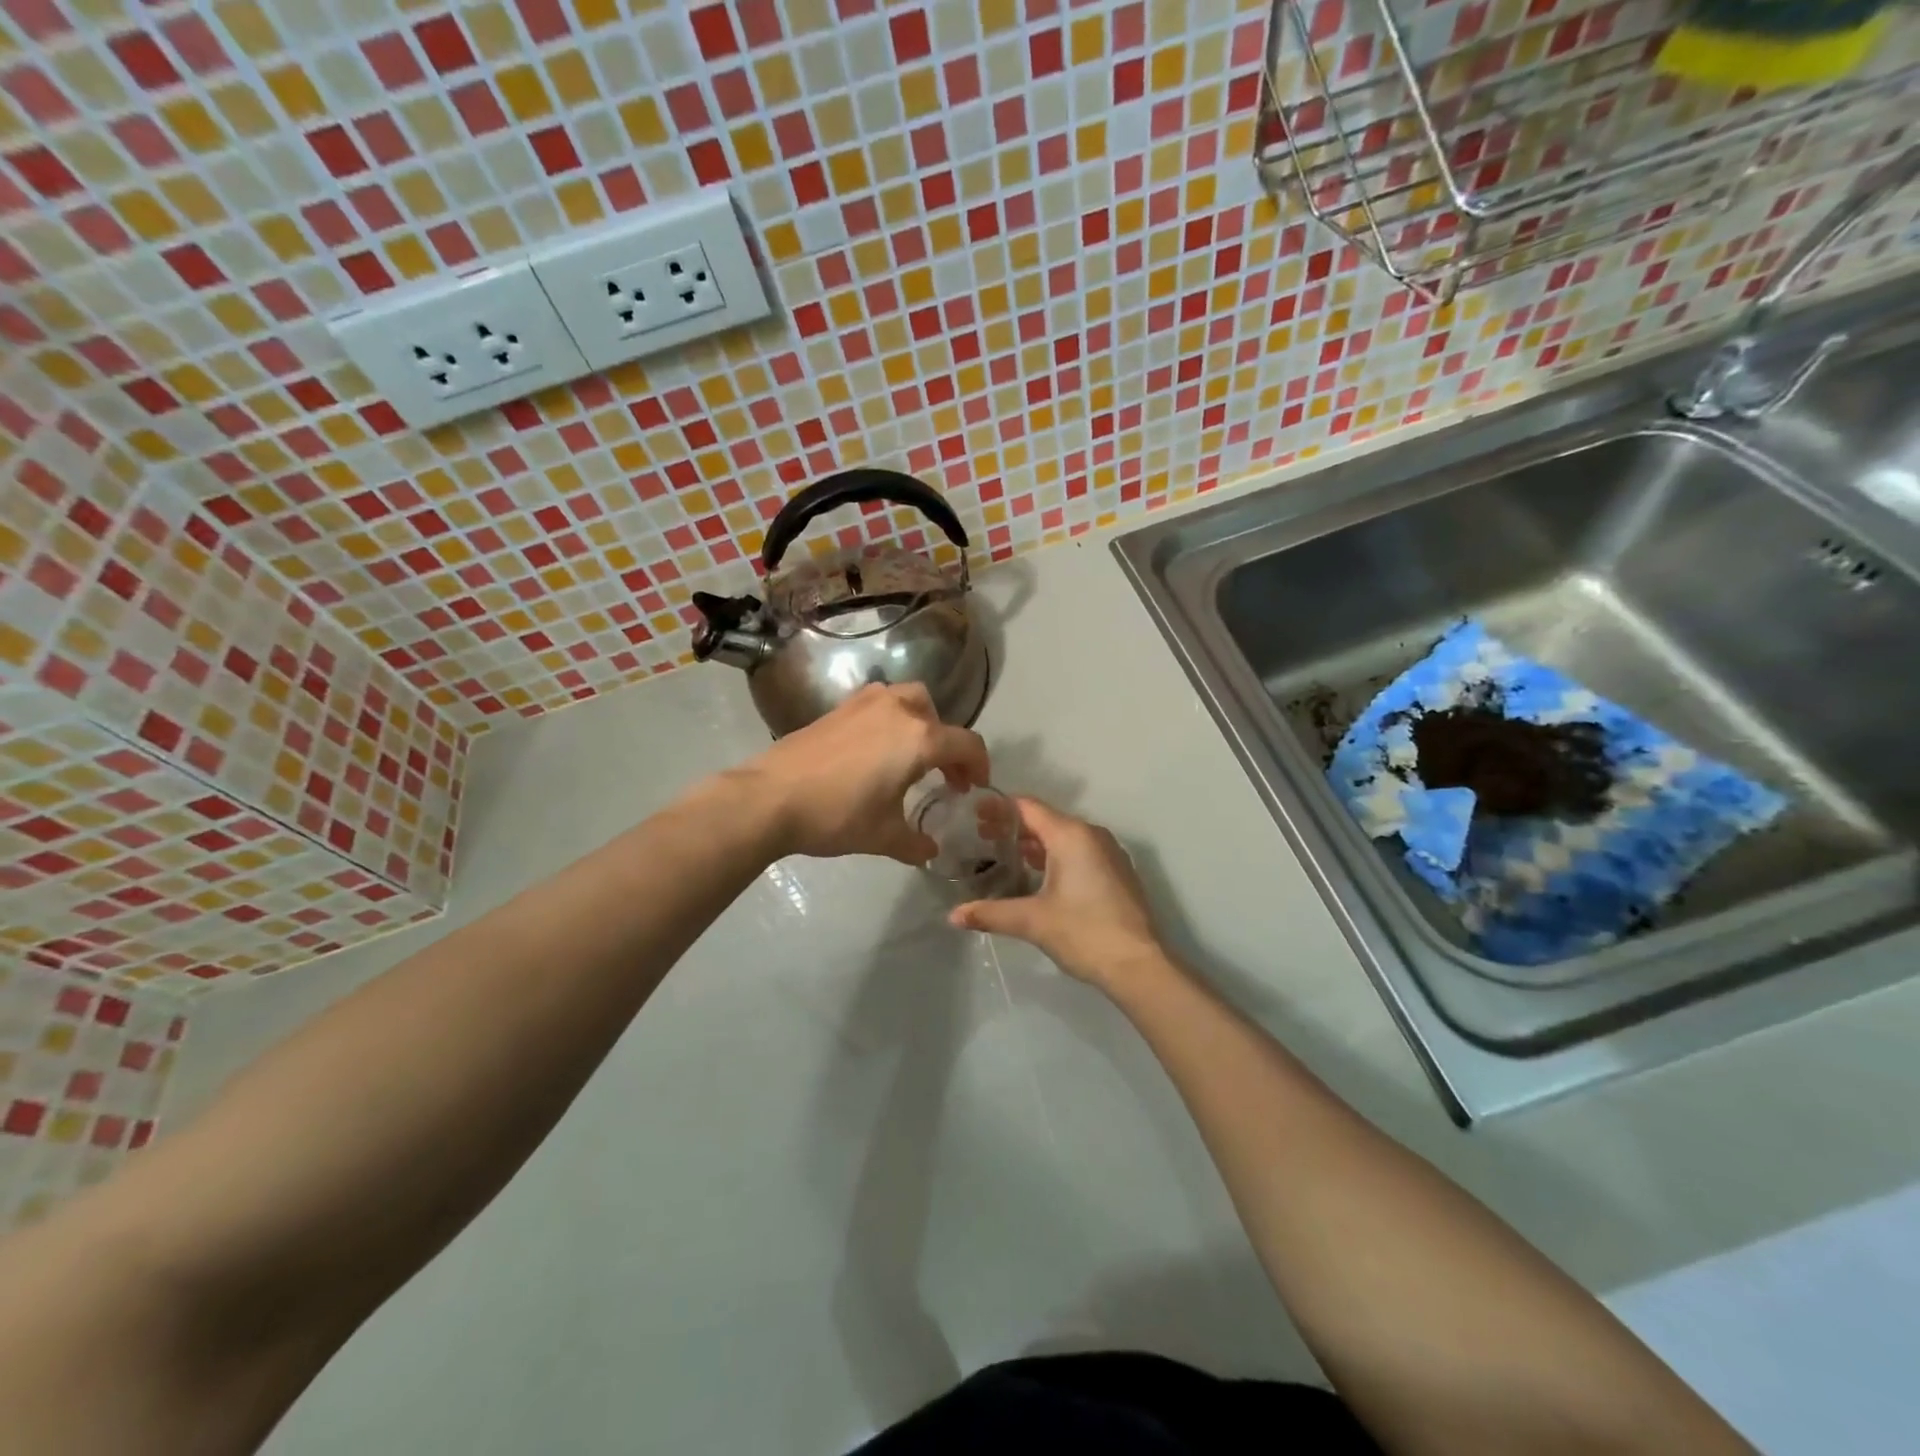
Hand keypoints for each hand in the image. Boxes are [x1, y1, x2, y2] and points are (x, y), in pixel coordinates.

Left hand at [742, 684, 989, 864]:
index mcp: (920, 739)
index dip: (979, 767)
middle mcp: (899, 710)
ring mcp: (866, 703)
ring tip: (909, 755)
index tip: (973, 789)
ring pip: (908, 700)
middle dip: (948, 744)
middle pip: (938, 717)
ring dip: (920, 724)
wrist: (770, 797)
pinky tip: (875, 749)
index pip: (967, 744)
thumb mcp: (884, 837)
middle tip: (943, 775)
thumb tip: (930, 850)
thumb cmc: (837, 815)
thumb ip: (915, 843)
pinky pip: (879, 703)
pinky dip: (891, 719)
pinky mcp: (839, 707)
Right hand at [949, 798, 1171, 990]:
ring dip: (1034, 844)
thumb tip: (952, 916)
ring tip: (1003, 857)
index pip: (1027, 807)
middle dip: (1013, 827)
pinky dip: (1054, 856)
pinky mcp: (1117, 872)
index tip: (972, 815)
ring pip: (1063, 837)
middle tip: (980, 839)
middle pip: (1045, 820)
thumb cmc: (1084, 933)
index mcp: (1070, 835)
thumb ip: (990, 913)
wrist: (1139, 966)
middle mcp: (1091, 835)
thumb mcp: (1032, 921)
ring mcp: (1108, 853)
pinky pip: (1079, 852)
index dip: (998, 808)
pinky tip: (1037, 877)